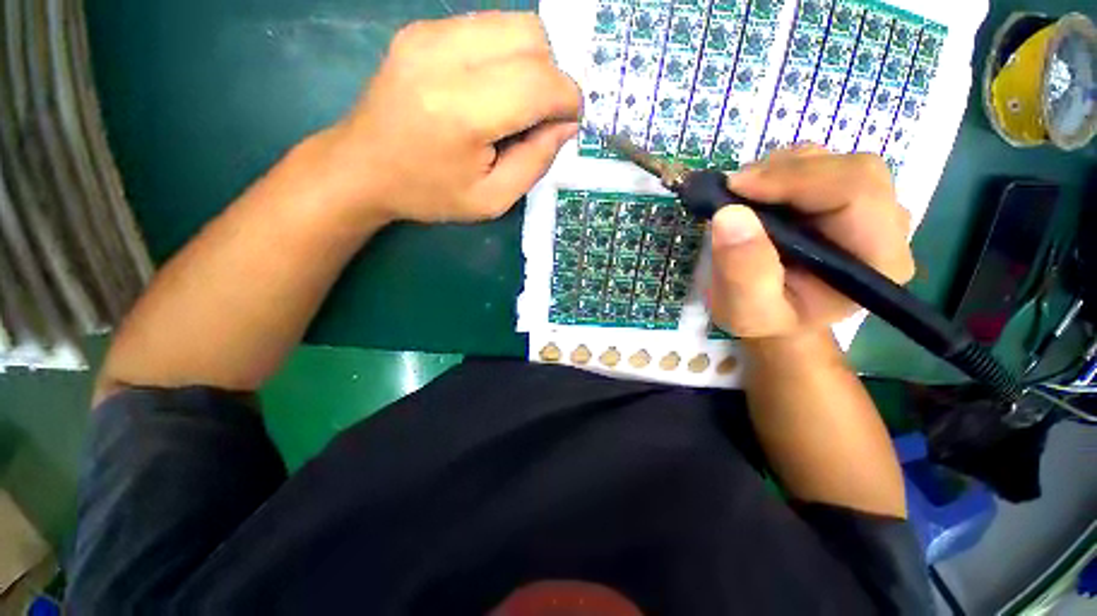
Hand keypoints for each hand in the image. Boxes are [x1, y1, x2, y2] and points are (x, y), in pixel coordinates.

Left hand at [326, 12, 580, 223]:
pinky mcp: (422, 28)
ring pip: (514, 23)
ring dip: (533, 62)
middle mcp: (445, 57)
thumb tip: (565, 125)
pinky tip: (493, 86)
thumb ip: (536, 162)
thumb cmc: (430, 193)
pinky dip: (507, 54)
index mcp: (463, 112)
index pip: (540, 83)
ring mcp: (429, 34)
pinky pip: (488, 25)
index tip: (568, 123)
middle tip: (542, 115)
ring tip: (518, 102)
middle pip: (532, 37)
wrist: (362, 167)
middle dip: (553, 77)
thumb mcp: (492, 200)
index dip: (568, 100)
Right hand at [709, 146, 915, 338]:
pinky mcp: (846, 198)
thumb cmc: (764, 320)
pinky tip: (756, 197)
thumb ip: (742, 271)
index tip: (735, 188)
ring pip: (833, 161)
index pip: (857, 193)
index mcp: (876, 261)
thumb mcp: (745, 310)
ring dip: (779, 170)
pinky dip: (779, 171)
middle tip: (733, 192)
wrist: (774, 316)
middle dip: (786, 173)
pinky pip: (819, 164)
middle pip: (851, 169)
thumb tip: (730, 214)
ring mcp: (869, 208)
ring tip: (742, 199)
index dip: (796, 180)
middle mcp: (886, 227)